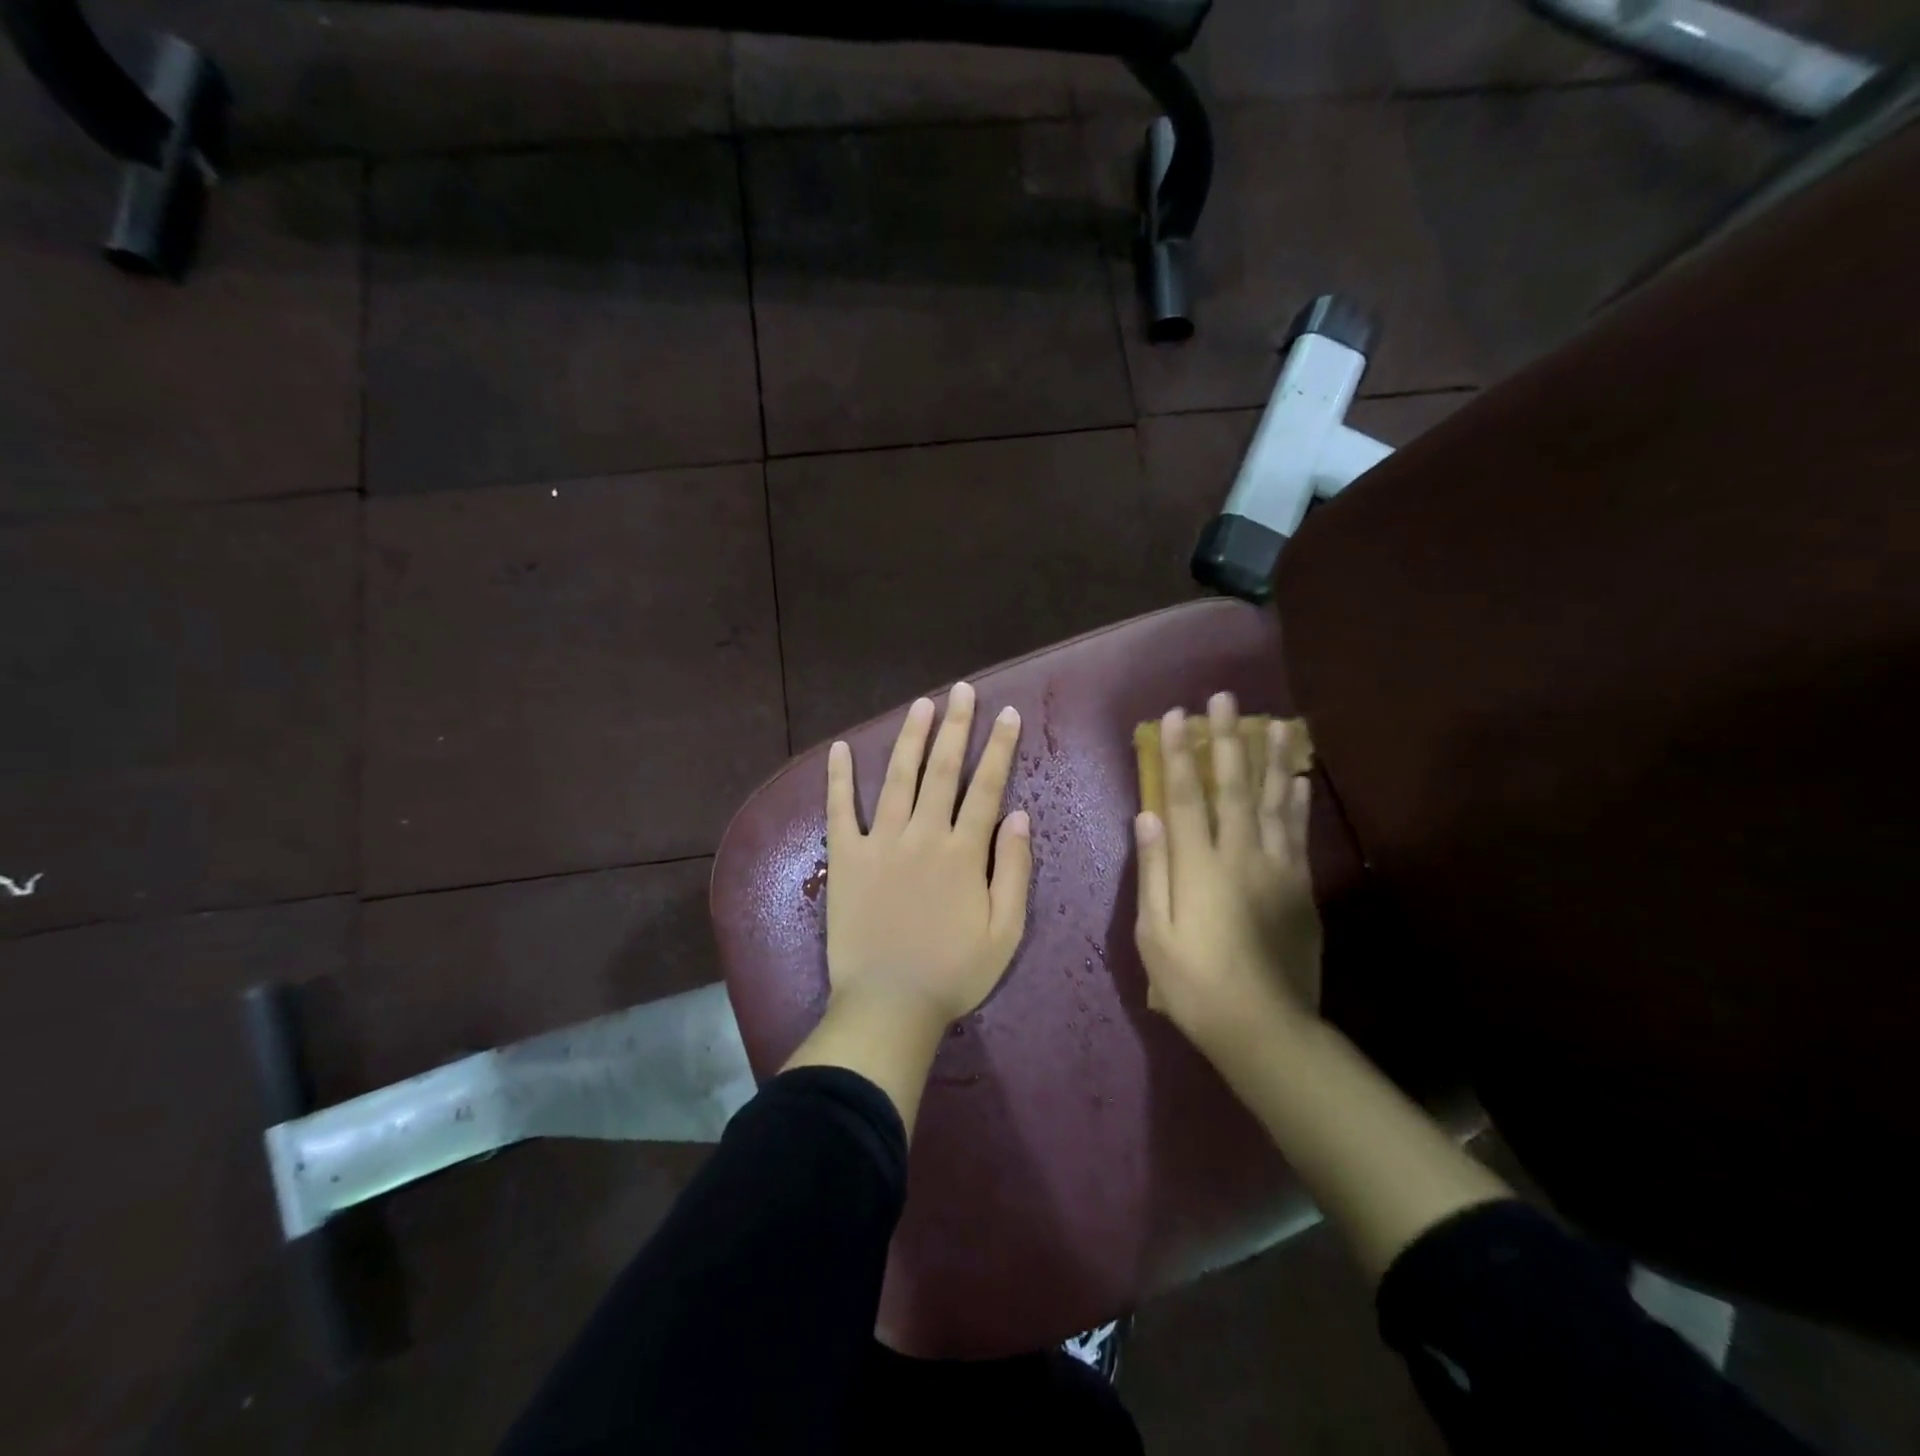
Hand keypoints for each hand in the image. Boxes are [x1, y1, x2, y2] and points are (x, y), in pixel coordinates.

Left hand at [824, 682, 1033, 1029]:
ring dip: (911, 738)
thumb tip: (1020, 816)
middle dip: (956, 727)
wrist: (889, 1005)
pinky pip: (840, 811)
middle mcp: (923, 835)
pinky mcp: (846, 858)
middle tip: (963, 691)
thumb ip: (1015, 871)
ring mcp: (880, 843)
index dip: (999, 747)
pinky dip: (839, 779)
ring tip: (922, 704)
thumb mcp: (1005, 932)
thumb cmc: (953, 973)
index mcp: (964, 853)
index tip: (1008, 714)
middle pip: (943, 770)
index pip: (987, 787)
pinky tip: (840, 749)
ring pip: (898, 778)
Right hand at [1133, 692, 1322, 1068]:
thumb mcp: (1154, 934)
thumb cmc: (1194, 984)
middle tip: (1226, 699)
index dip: (1178, 755)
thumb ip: (1153, 871)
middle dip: (1227, 740)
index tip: (1175, 717)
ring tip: (1276, 721)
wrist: (1264, 1027)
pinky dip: (1298, 800)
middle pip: (1232, 787)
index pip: (1184, 798)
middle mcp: (1240, 856)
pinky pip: (1299, 831)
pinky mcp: (1301, 885)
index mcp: (1198, 868)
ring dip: (1271, 757)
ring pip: (1274, 801)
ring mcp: (1276, 868)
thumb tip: (1147, 817)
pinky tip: (1298, 777)